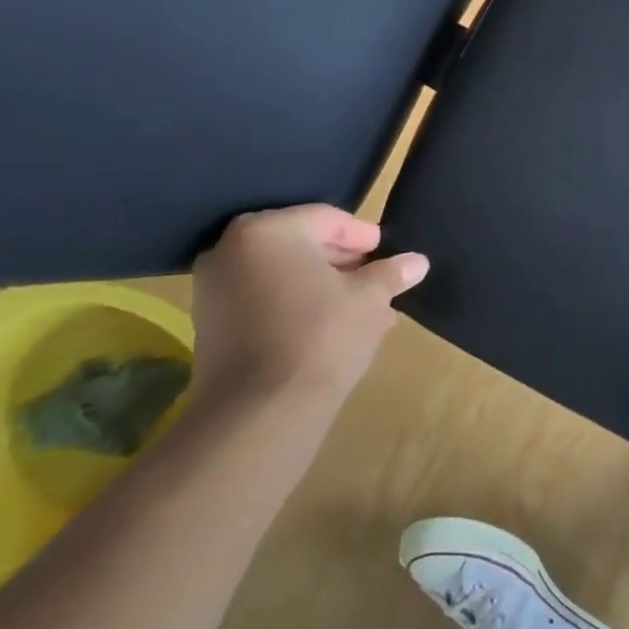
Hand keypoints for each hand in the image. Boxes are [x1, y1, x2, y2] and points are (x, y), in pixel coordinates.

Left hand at [189, 205, 427, 413]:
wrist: (260, 410)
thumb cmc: (322, 335)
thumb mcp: (370, 299)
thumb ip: (391, 274)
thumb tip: (417, 262)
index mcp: (269, 231)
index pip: (326, 219)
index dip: (363, 235)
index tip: (387, 254)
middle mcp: (231, 250)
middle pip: (300, 244)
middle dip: (343, 262)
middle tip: (377, 279)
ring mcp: (214, 289)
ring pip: (283, 274)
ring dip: (323, 286)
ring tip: (363, 308)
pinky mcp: (211, 325)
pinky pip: (263, 300)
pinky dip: (297, 305)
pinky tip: (332, 327)